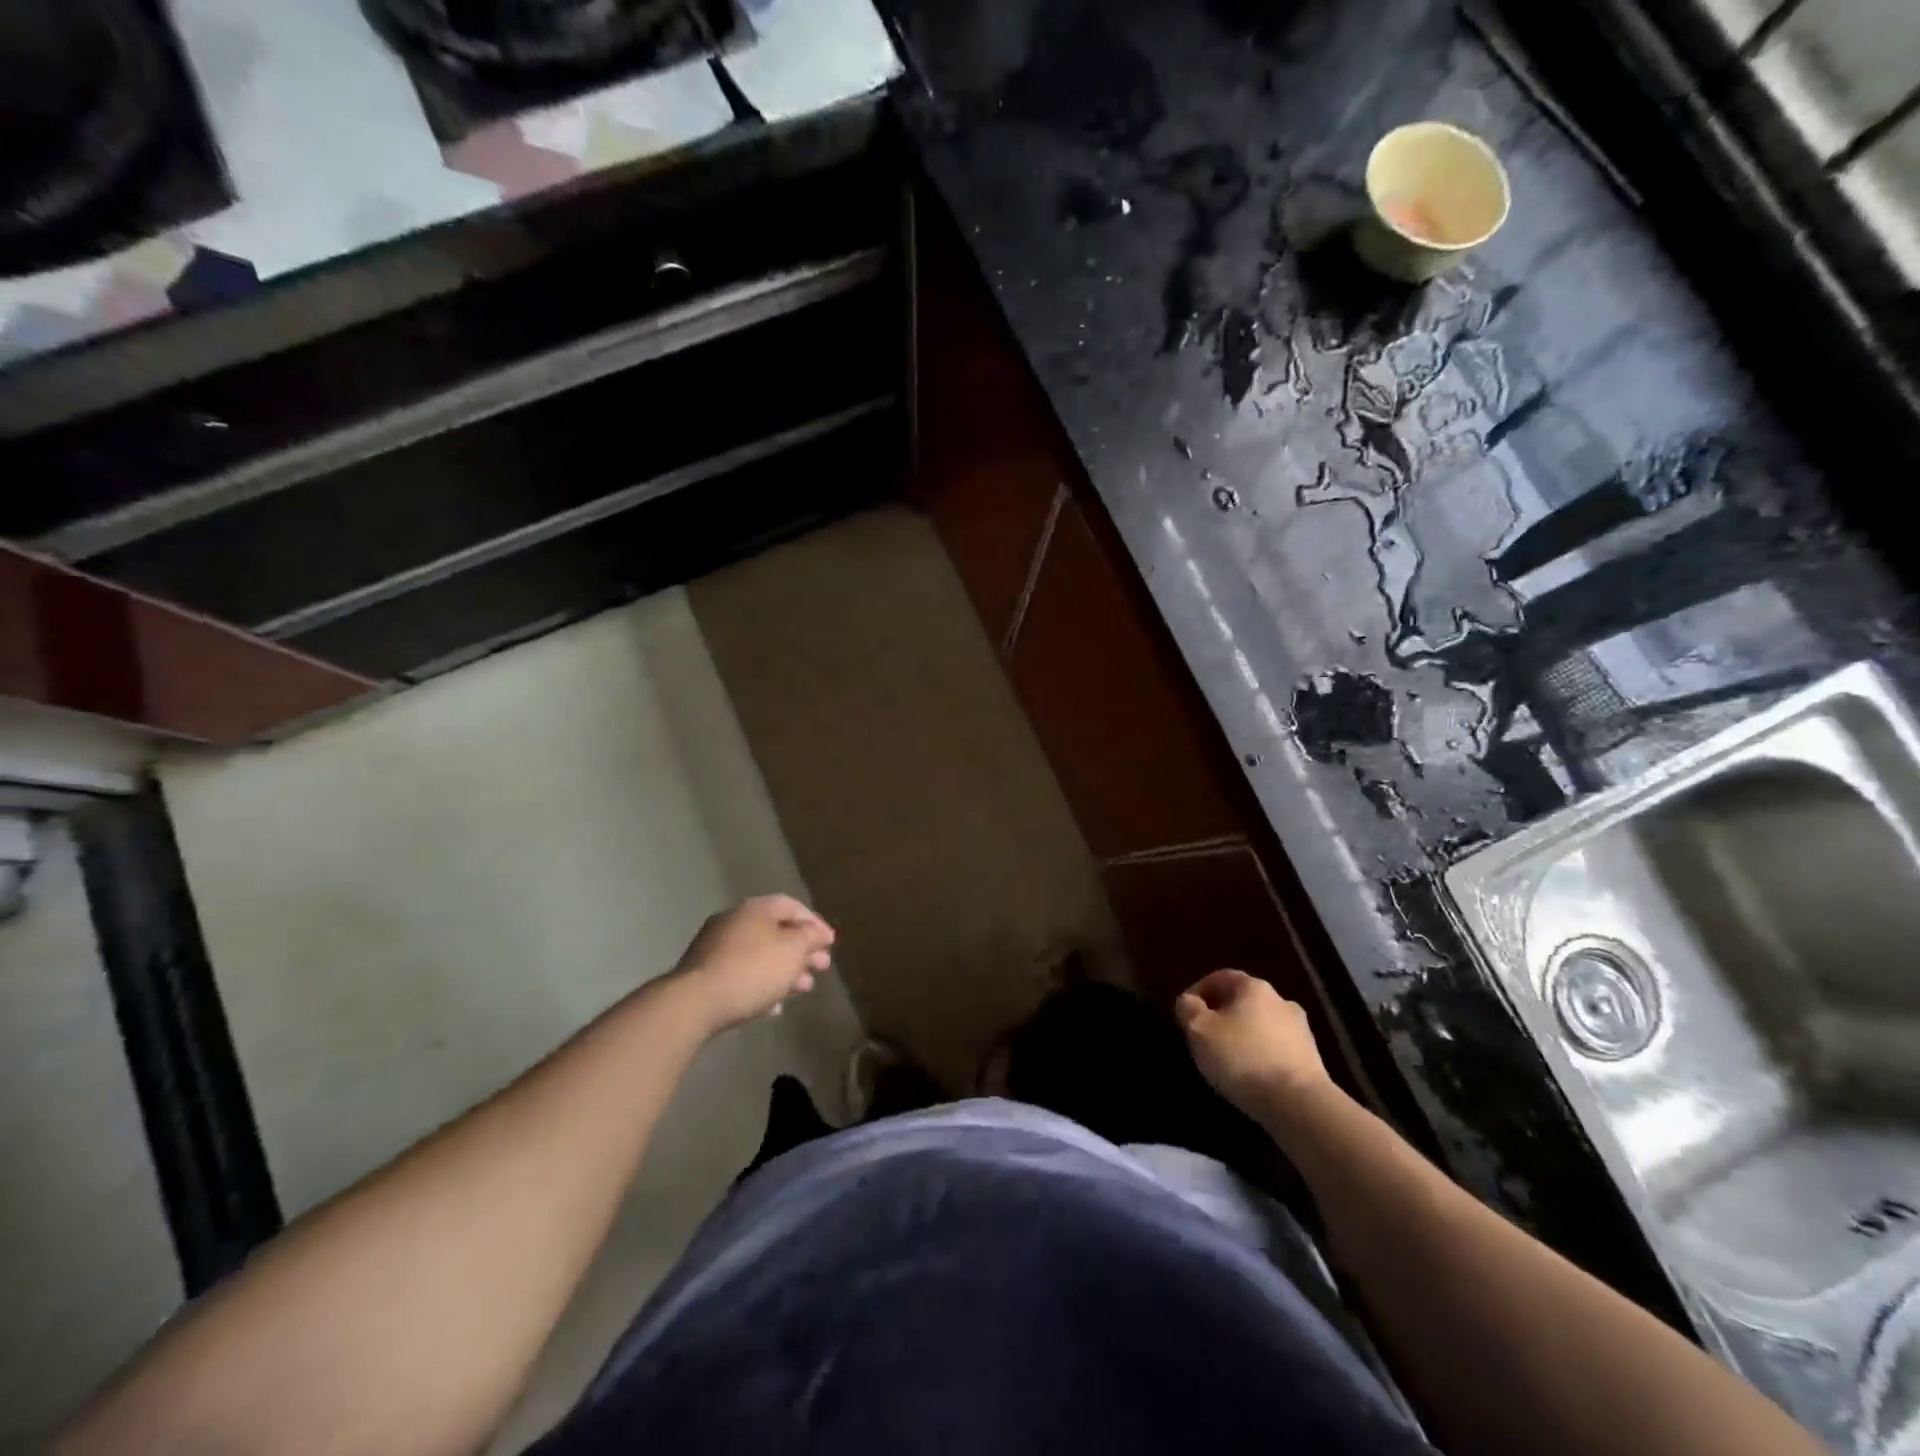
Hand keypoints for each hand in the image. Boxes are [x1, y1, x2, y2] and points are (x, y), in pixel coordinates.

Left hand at [670, 895, 835, 1032]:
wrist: (694, 1003)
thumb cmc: (752, 970)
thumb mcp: (793, 950)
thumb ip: (810, 937)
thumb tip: (817, 932)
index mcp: (756, 908)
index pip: (792, 906)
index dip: (815, 923)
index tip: (831, 944)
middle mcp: (734, 921)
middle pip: (776, 931)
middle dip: (802, 950)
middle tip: (821, 967)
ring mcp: (715, 948)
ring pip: (759, 955)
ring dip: (784, 971)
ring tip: (802, 990)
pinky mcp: (704, 976)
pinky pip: (741, 976)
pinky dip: (761, 986)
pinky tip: (773, 1007)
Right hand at [1175, 969, 1330, 1120]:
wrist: (1299, 1104)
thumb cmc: (1242, 1058)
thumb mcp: (1199, 1030)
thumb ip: (1188, 1009)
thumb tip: (1188, 1001)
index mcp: (1253, 987)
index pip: (1220, 977)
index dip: (1199, 991)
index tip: (1185, 1013)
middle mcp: (1280, 1000)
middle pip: (1243, 1000)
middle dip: (1222, 1014)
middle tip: (1205, 1035)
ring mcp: (1301, 1030)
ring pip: (1262, 1025)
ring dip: (1244, 1035)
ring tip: (1228, 1060)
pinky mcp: (1312, 1059)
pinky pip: (1277, 1049)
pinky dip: (1262, 1055)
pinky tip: (1252, 1076)